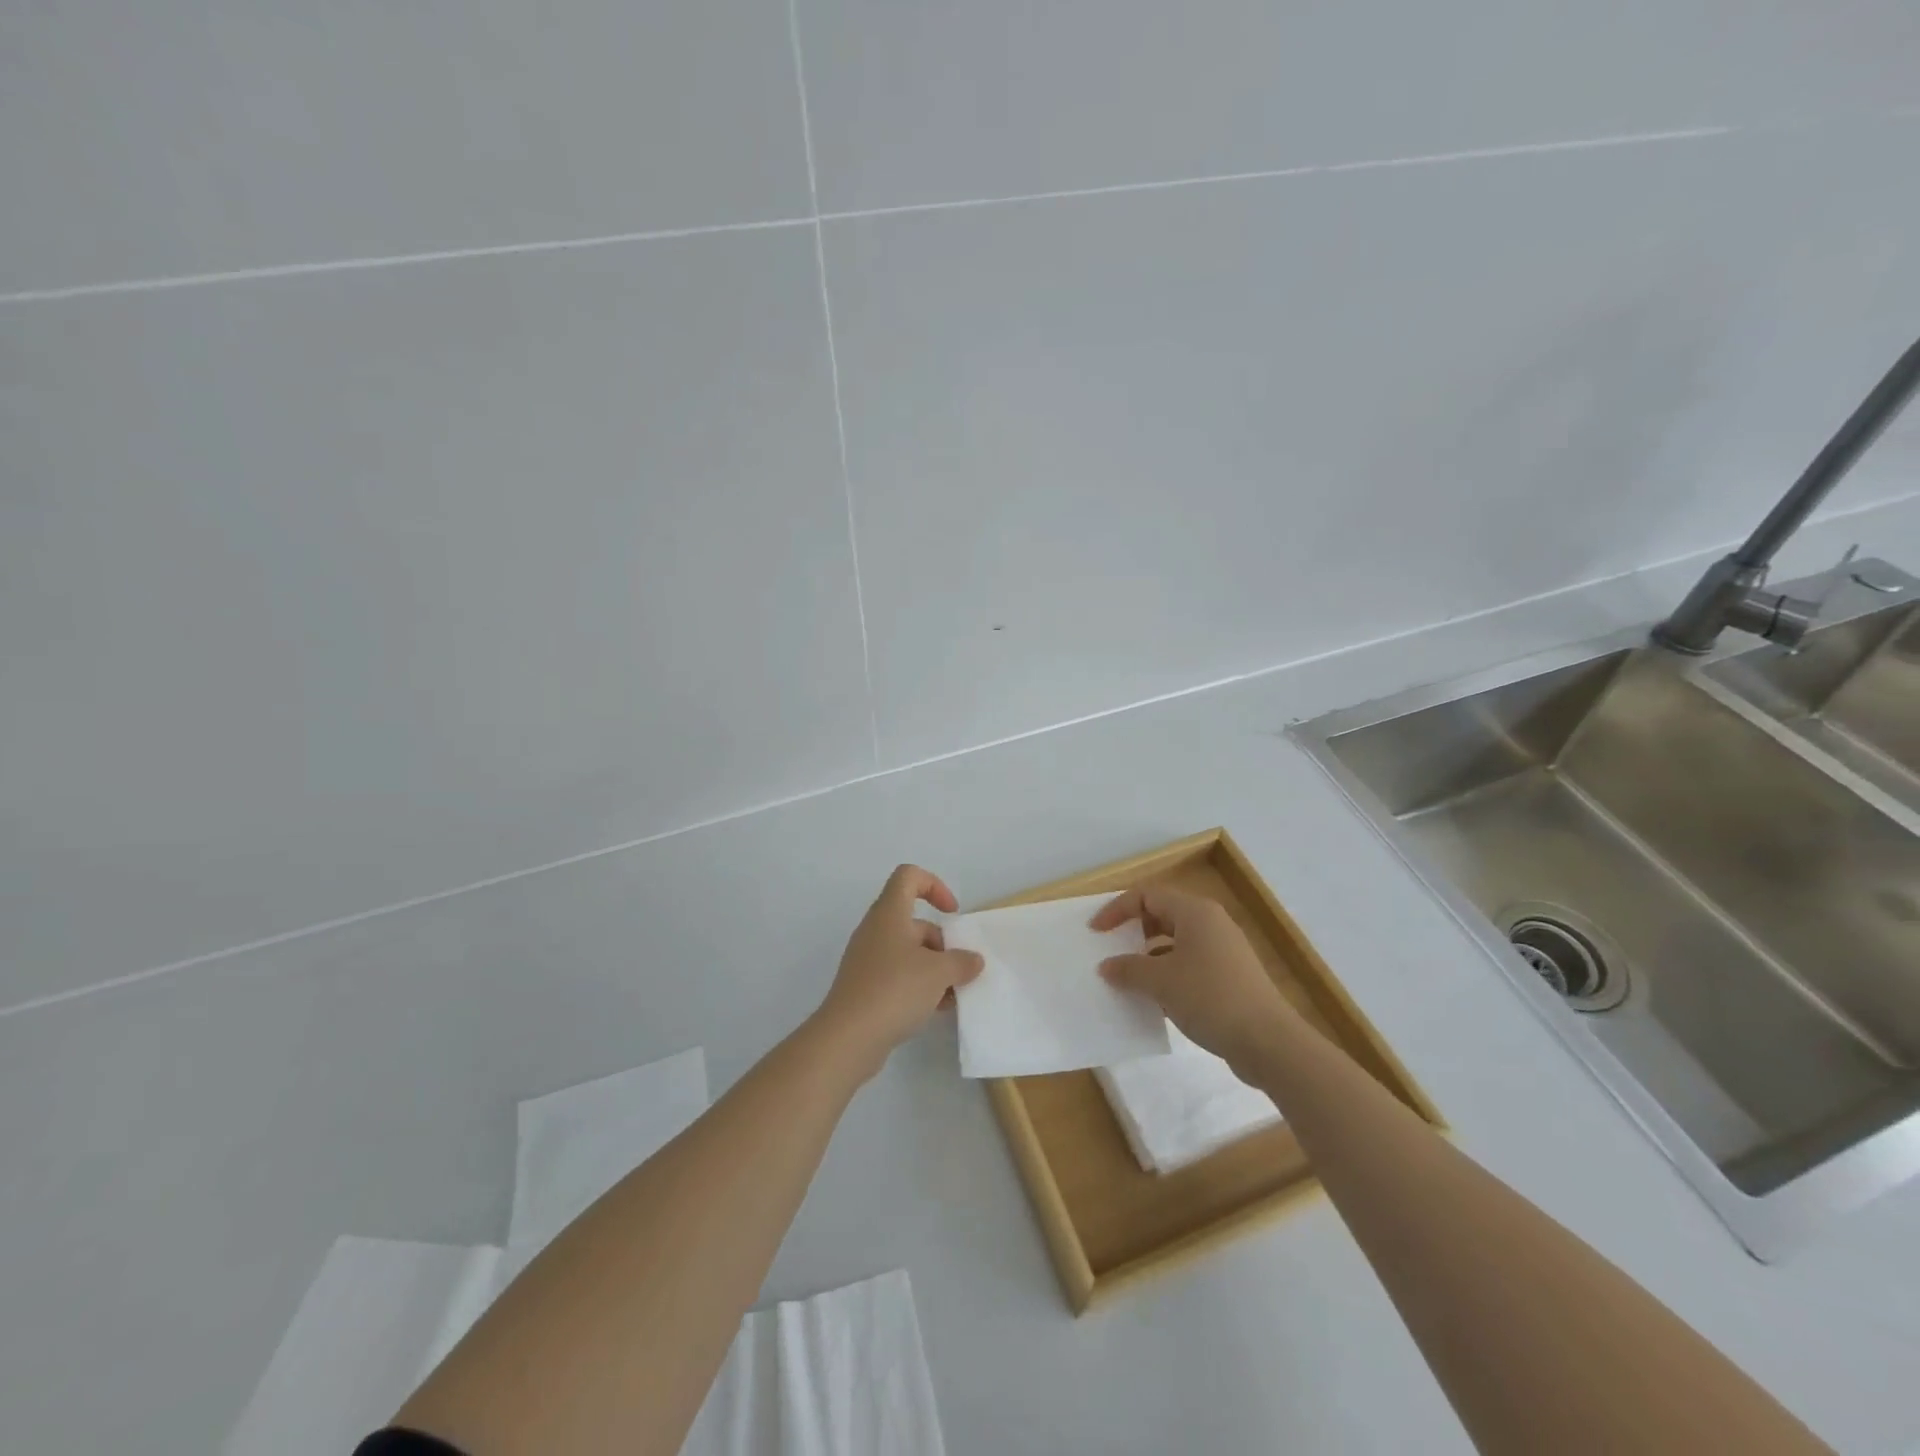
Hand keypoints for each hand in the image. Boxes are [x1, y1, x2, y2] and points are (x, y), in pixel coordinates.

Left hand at [815, 865, 985, 1070]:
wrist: (848, 1038)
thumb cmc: (894, 990)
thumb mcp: (939, 973)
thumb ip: (962, 962)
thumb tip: (973, 960)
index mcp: (889, 913)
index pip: (909, 877)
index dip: (934, 886)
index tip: (952, 913)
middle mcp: (876, 930)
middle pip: (914, 921)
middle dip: (942, 943)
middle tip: (960, 969)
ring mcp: (868, 960)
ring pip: (909, 952)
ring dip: (934, 968)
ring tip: (953, 995)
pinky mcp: (865, 987)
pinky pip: (898, 975)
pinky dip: (919, 986)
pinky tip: (936, 1010)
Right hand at [1090, 886, 1295, 1071]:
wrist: (1269, 1042)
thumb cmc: (1210, 998)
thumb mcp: (1160, 981)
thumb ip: (1128, 969)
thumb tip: (1107, 966)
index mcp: (1194, 912)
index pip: (1146, 895)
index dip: (1116, 910)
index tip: (1096, 932)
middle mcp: (1210, 923)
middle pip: (1161, 914)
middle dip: (1133, 931)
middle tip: (1111, 951)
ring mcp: (1223, 950)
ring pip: (1175, 941)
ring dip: (1149, 956)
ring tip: (1128, 978)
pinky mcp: (1230, 976)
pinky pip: (1189, 963)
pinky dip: (1168, 974)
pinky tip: (1155, 999)